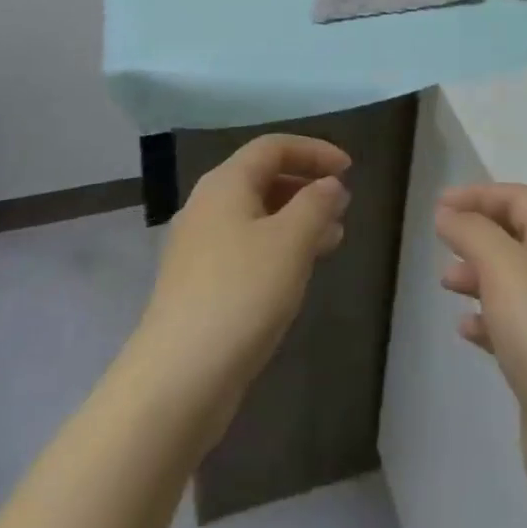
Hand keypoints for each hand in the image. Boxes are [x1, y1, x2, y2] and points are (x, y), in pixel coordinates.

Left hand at [135, 135, 351, 409]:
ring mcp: (198, 247)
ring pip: (256, 216)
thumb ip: (316, 204)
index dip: (314, 151)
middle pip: (262, 178)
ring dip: (296, 219)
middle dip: (306, 186)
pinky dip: (278, 247)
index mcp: (225, 183)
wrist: (176, 380)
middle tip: (342, 206)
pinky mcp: (198, 285)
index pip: (273, 147)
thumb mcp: (290, 242)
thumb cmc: (240, 295)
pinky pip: (246, 247)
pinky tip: (298, 272)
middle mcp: (207, 205)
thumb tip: (330, 184)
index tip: (350, 169)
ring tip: (333, 238)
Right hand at [436, 184, 526, 495]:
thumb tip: (448, 214)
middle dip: (476, 234)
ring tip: (446, 284)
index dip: (479, 195)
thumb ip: (471, 231)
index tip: (439, 206)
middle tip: (441, 241)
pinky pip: (511, 325)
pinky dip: (486, 318)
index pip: (519, 199)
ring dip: (477, 275)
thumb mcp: (502, 265)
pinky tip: (465, 329)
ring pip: (511, 282)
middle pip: (515, 237)